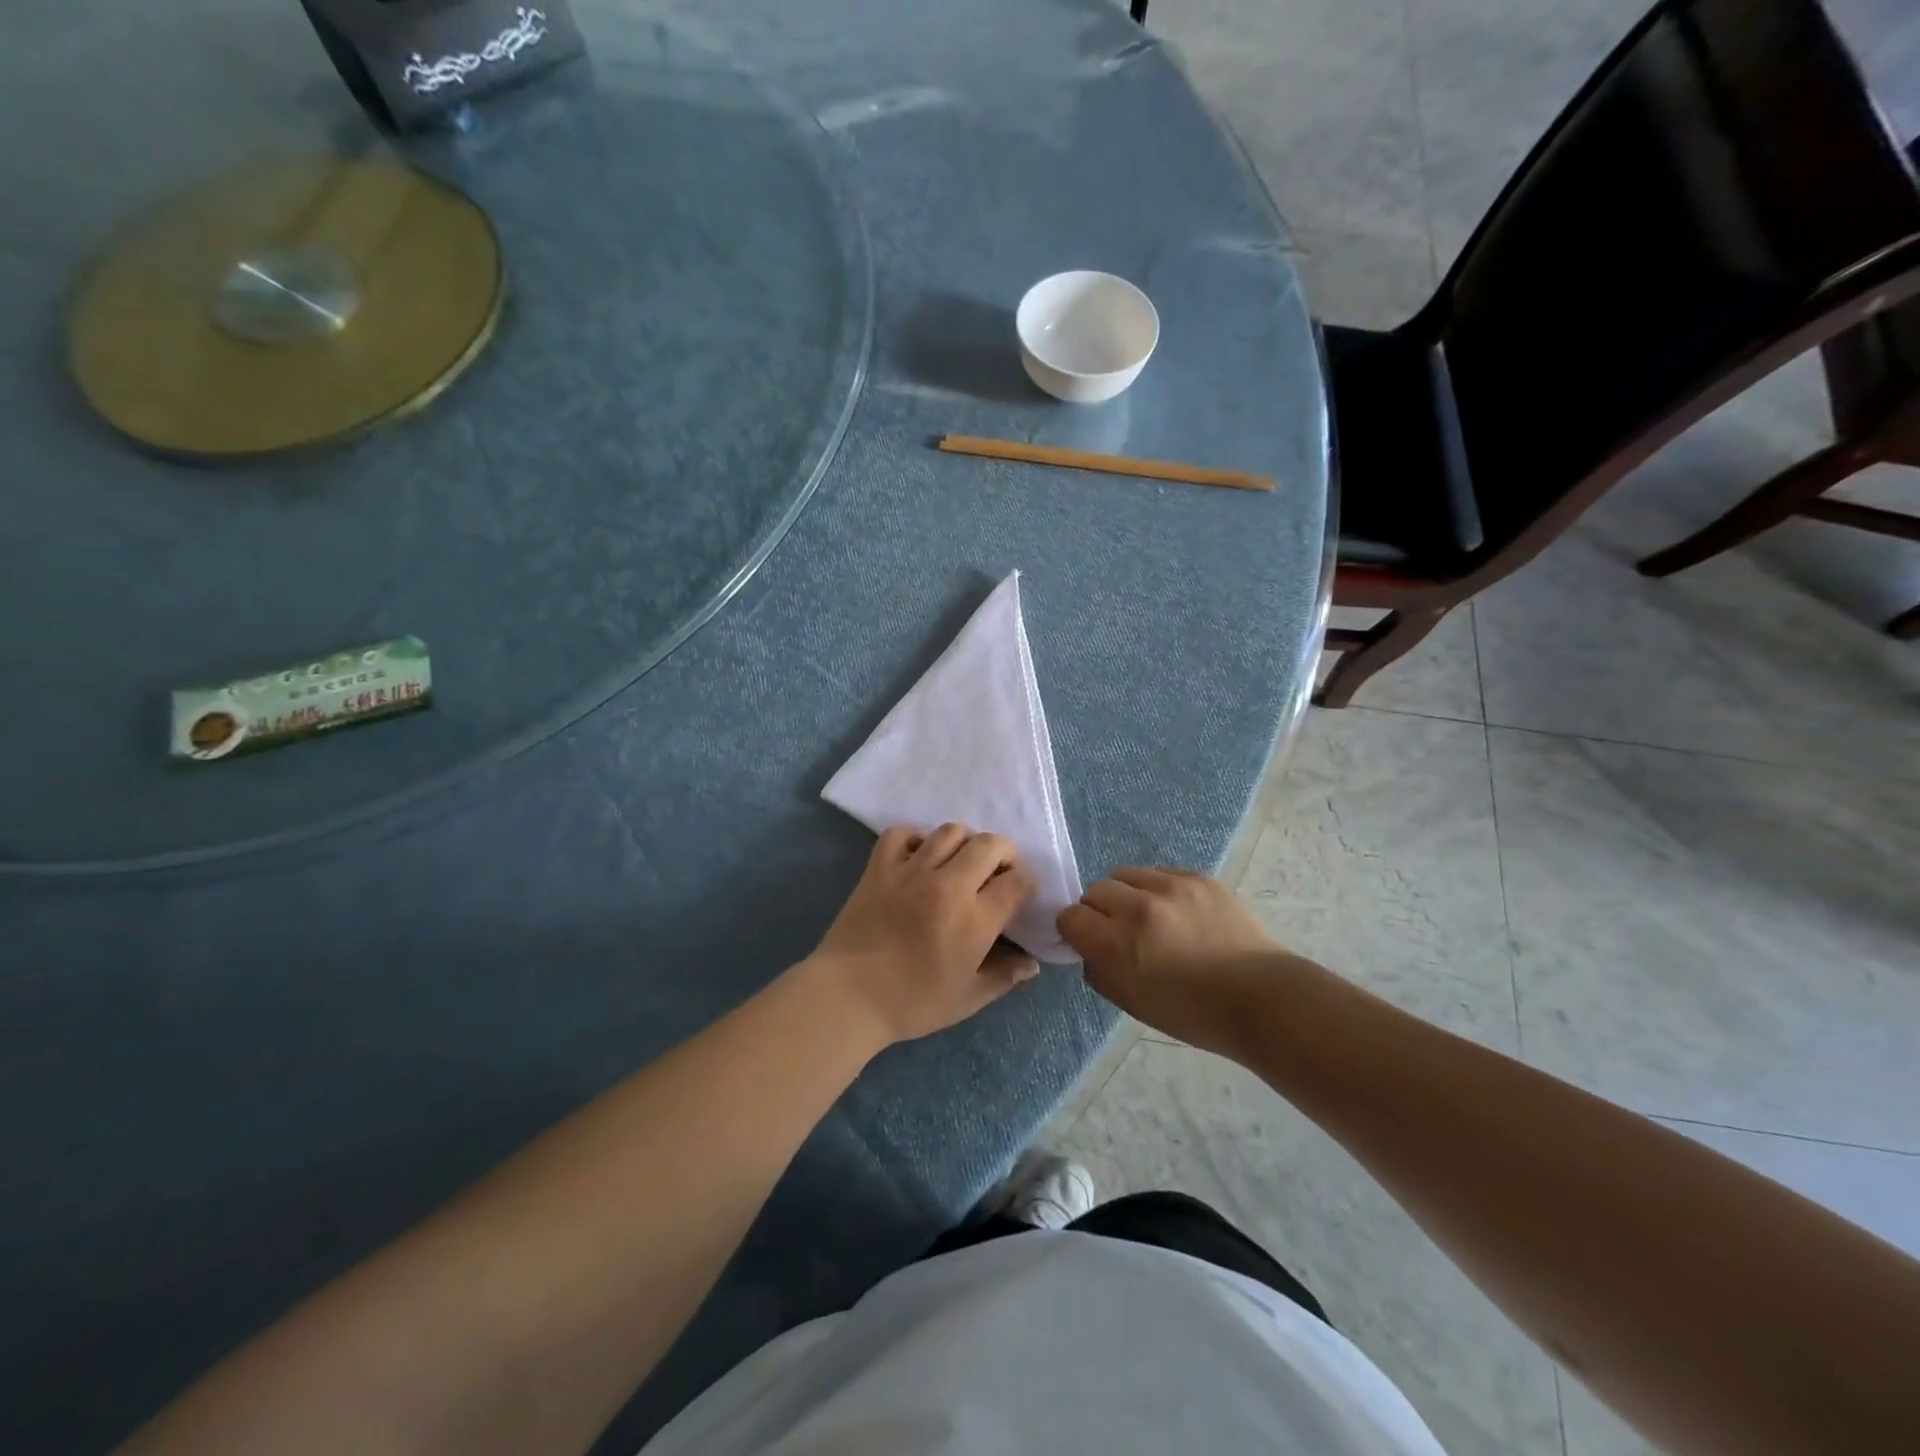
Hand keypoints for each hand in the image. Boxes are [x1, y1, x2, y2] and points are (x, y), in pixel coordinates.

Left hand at [811, 824, 1038, 1045]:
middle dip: (1004, 853)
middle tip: (997, 872)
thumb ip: (1003, 977)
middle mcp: (949, 885)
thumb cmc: (912, 1003)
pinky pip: (901, 832)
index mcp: (975, 919)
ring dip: (964, 841)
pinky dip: (914, 837)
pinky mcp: (880, 867)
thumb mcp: (967, 999)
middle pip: (990, 844)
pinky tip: (918, 856)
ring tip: (960, 861)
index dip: (1026, 883)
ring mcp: (911, 870)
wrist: (848, 996)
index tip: (1019, 893)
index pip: (1017, 881)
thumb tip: (1031, 965)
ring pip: (950, 831)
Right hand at [1057, 866, 1289, 1053]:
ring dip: (1126, 894)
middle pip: (1094, 890)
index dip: (1075, 931)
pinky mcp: (1197, 877)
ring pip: (1124, 874)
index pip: (1070, 917)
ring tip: (1146, 916)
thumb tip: (1090, 947)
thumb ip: (1099, 970)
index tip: (1088, 942)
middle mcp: (1139, 907)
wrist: (1260, 998)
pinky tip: (1174, 911)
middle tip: (1118, 931)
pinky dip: (1156, 888)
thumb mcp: (1130, 1004)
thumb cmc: (1192, 1013)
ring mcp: (1171, 887)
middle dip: (1099, 911)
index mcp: (1118, 944)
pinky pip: (1158, 872)